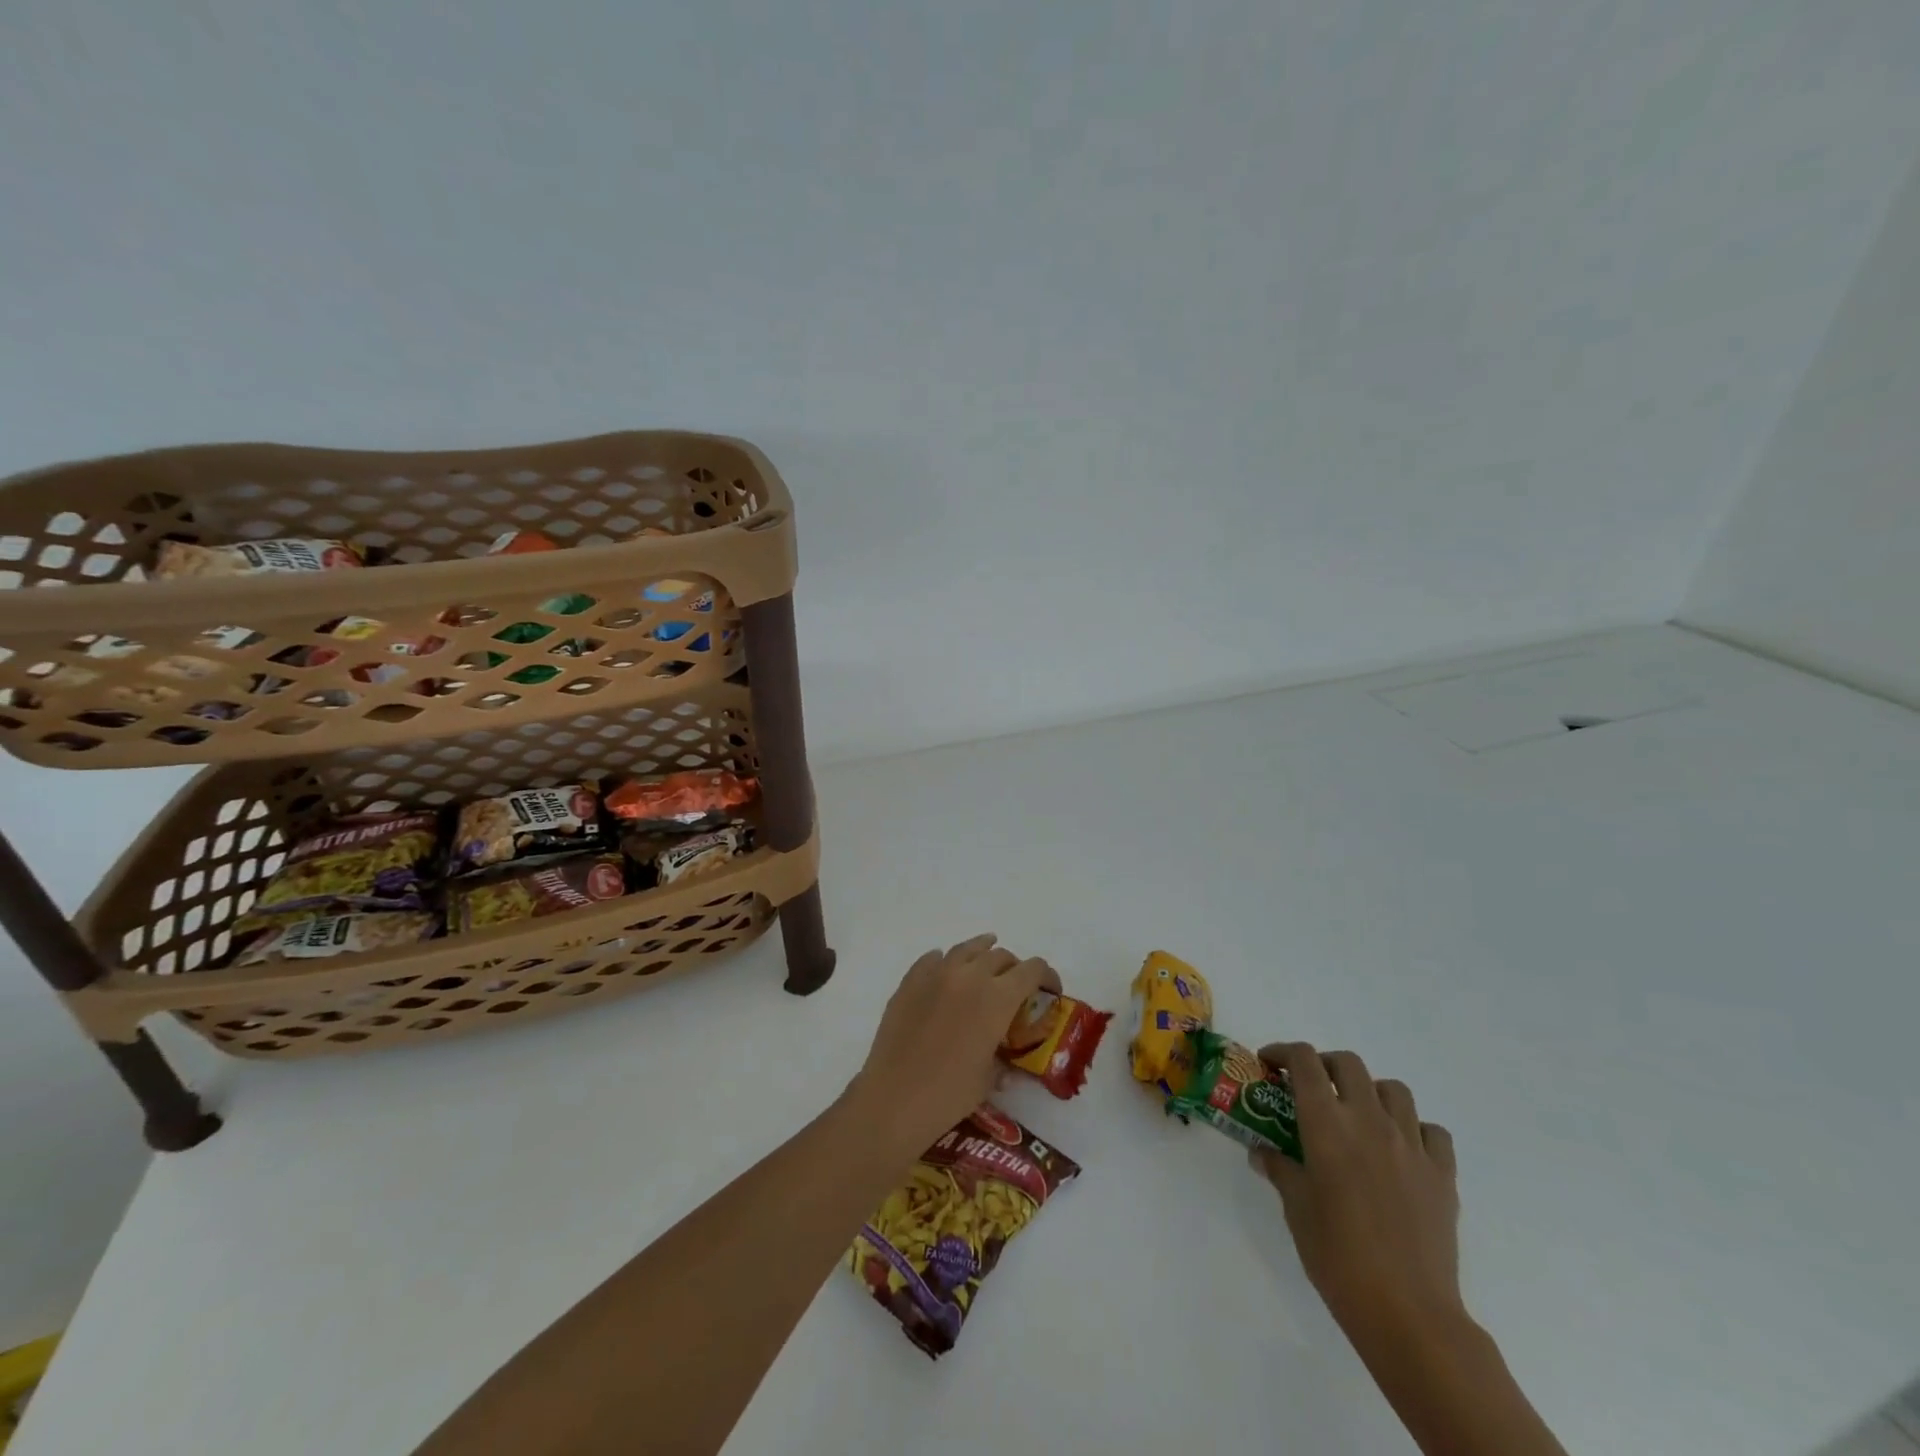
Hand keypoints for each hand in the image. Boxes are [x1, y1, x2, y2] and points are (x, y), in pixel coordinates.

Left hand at [846, 934, 1058, 1157]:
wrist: (895, 1097)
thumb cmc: (950, 1093)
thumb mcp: (989, 1077)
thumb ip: (1002, 1056)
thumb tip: (1003, 1058)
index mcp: (997, 997)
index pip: (1032, 969)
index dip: (1047, 976)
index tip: (1050, 990)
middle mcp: (970, 975)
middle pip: (1001, 956)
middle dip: (1014, 968)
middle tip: (1015, 986)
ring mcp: (936, 974)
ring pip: (967, 948)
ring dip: (982, 952)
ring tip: (986, 957)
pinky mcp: (910, 981)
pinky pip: (932, 959)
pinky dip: (945, 961)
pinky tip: (945, 971)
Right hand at [1252, 1043, 1464, 1358]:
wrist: (1408, 1313)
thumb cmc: (1338, 1257)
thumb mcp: (1295, 1210)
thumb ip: (1280, 1170)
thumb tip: (1263, 1152)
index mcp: (1326, 1124)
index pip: (1304, 1061)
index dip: (1283, 1052)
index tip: (1270, 1064)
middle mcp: (1369, 1120)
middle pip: (1348, 1064)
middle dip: (1324, 1065)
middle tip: (1311, 1087)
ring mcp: (1411, 1145)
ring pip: (1393, 1090)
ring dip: (1370, 1091)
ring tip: (1358, 1115)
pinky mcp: (1443, 1174)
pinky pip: (1431, 1131)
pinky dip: (1414, 1129)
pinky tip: (1402, 1150)